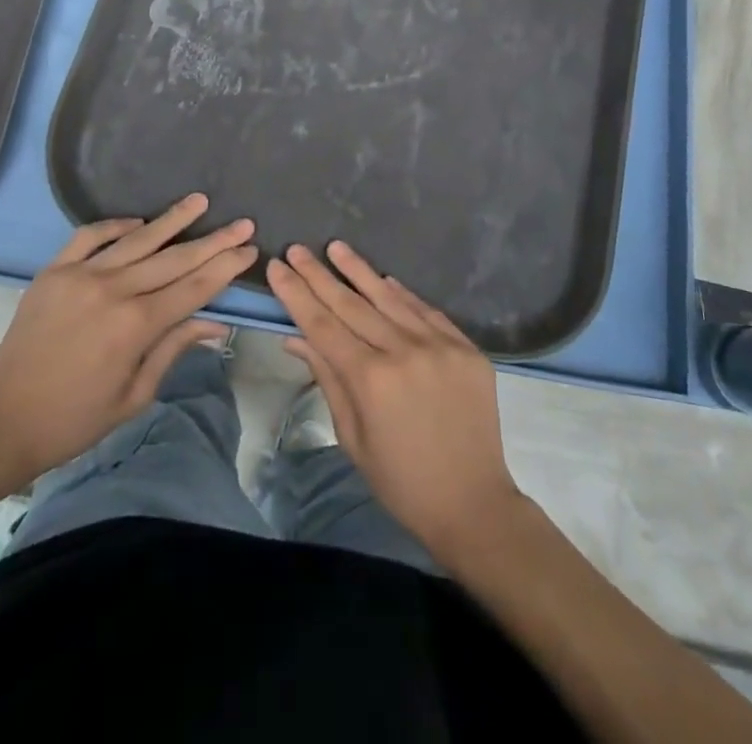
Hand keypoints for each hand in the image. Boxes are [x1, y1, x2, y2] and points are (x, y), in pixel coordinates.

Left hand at [0, 195, 255, 486]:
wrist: (2, 421)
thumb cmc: (75, 420)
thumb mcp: (135, 396)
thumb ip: (174, 350)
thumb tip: (216, 323)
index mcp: (136, 326)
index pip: (194, 287)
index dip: (225, 267)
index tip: (249, 248)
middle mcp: (113, 290)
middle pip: (174, 258)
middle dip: (213, 240)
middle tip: (242, 222)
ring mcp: (81, 275)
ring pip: (138, 239)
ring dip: (172, 219)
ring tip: (199, 201)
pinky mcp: (54, 271)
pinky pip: (90, 236)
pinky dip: (116, 225)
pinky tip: (138, 223)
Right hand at [267, 241, 523, 558]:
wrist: (473, 503)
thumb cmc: (401, 480)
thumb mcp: (352, 436)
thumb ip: (327, 378)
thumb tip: (295, 336)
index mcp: (371, 380)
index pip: (323, 325)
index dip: (297, 294)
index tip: (278, 267)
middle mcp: (404, 352)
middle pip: (352, 305)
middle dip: (320, 275)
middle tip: (297, 249)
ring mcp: (439, 345)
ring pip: (390, 298)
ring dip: (360, 271)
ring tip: (336, 247)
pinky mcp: (465, 347)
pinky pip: (427, 311)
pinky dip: (403, 293)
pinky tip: (384, 277)